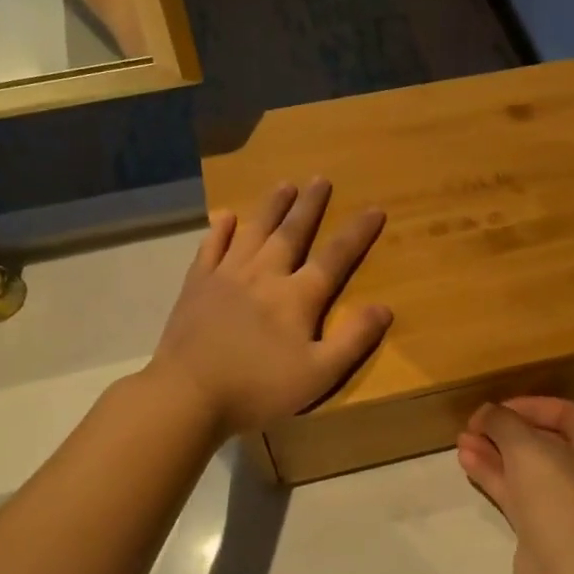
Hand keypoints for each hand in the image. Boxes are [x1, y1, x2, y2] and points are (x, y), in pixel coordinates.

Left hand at [150, 179, 391, 435]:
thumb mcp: (319, 374)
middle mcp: (264, 275)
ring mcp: (226, 276)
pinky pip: (211, 248)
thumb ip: (353, 340)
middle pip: (291, 233)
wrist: (188, 394)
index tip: (374, 209)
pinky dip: (220, 230)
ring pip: (253, 232)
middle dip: (309, 206)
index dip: (357, 233)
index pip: (335, 257)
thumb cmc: (258, 388)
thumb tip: (385, 307)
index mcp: (297, 297)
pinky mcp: (197, 286)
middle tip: (320, 179)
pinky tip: (225, 216)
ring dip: (270, 207)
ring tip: (284, 185)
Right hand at [457, 398, 573, 573]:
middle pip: (543, 440)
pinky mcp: (544, 527)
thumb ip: (502, 421)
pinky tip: (467, 462)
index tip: (495, 408)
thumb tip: (487, 412)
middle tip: (473, 425)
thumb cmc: (558, 498)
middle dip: (505, 430)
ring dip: (494, 452)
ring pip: (526, 468)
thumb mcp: (526, 447)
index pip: (565, 412)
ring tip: (461, 441)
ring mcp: (566, 503)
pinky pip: (518, 492)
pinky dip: (494, 475)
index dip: (528, 405)